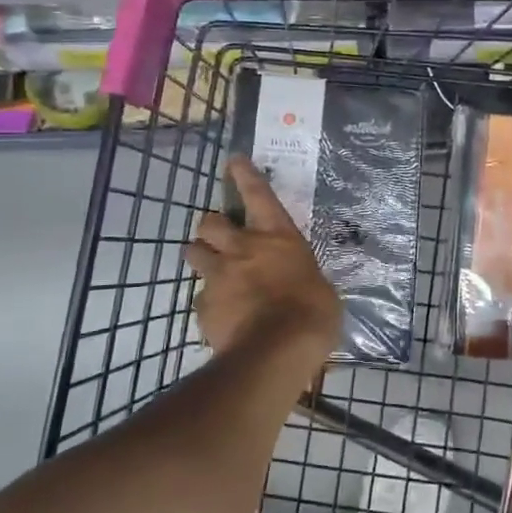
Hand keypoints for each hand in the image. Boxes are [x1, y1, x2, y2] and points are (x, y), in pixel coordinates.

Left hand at [186, 156, 340, 375]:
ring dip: (200, 258)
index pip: (258, 194)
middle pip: (209, 222)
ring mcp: (218, 276)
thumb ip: (301, 277)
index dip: (244, 175)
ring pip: (192, 253)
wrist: (276, 351)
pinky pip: (200, 298)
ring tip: (212, 272)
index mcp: (277, 237)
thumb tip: (301, 285)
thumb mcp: (319, 288)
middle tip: (218, 239)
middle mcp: (242, 248)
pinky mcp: (203, 306)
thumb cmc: (312, 314)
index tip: (233, 161)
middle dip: (211, 227)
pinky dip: (210, 304)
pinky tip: (223, 318)